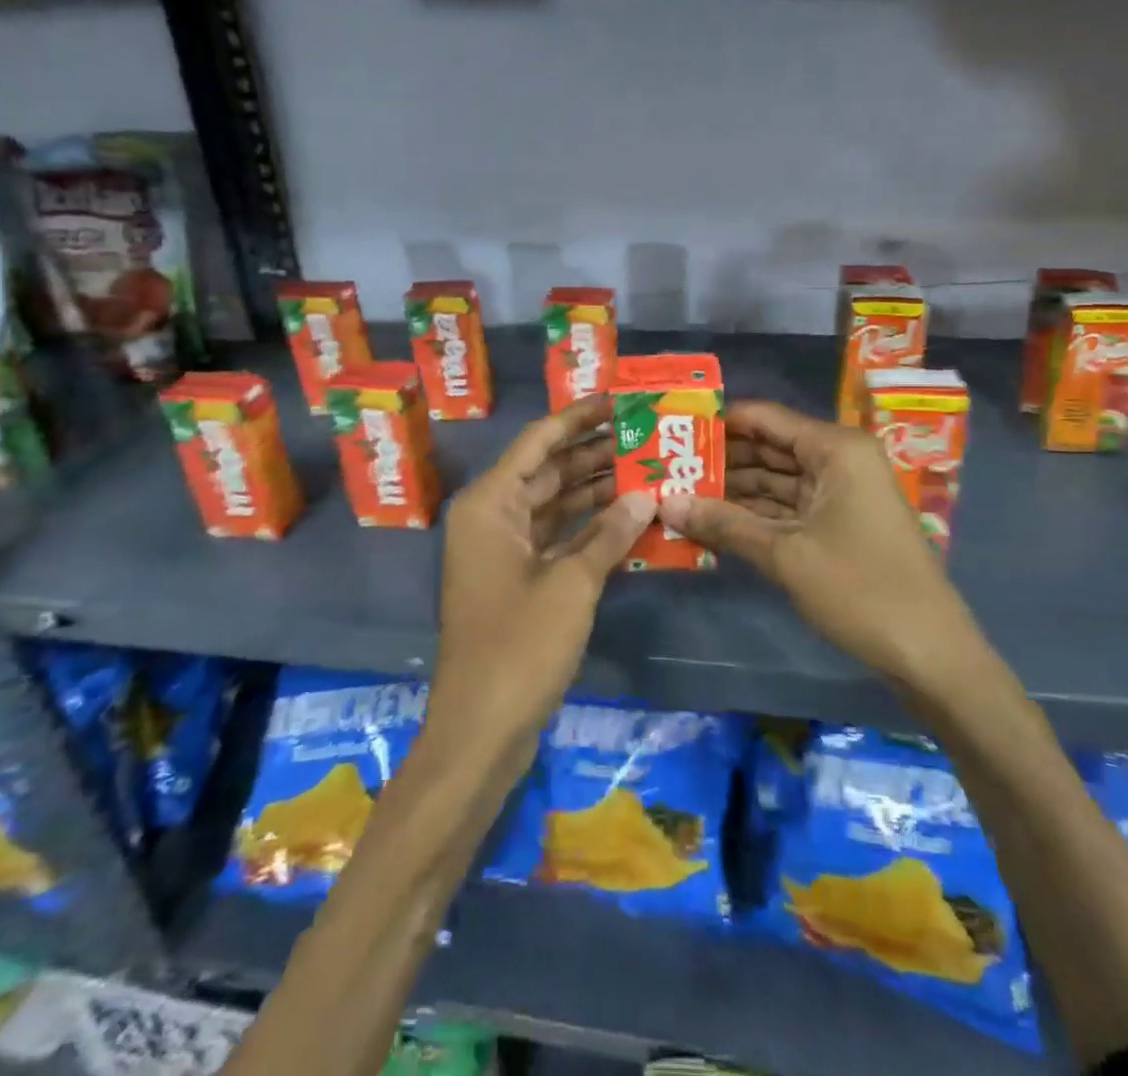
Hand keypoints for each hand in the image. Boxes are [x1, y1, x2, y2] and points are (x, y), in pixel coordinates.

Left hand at [430, 397, 655, 767]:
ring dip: (595, 491)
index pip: (538, 441)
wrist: (481, 729)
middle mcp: (491, 517)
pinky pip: (556, 538)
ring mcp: (503, 550)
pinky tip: (629, 518)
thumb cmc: (519, 646)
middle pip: (547, 471)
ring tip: (646, 468)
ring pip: (554, 505)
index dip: (578, 417)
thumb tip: (646, 494)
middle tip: (644, 434)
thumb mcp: (571, 584)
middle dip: (594, 454)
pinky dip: (588, 529)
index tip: (618, 399)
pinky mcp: (517, 580)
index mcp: (490, 504)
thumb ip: (610, 534)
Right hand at [657, 399, 982, 690]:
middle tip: (666, 466)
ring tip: (679, 493)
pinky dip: (755, 516)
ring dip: (734, 491)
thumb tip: (664, 502)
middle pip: (769, 448)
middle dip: (721, 459)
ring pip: (776, 481)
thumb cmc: (859, 589)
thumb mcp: (785, 555)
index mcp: (835, 448)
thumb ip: (723, 524)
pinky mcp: (840, 524)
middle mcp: (839, 460)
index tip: (673, 428)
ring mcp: (841, 493)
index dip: (719, 422)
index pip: (765, 418)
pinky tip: (713, 522)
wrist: (930, 654)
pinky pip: (789, 508)